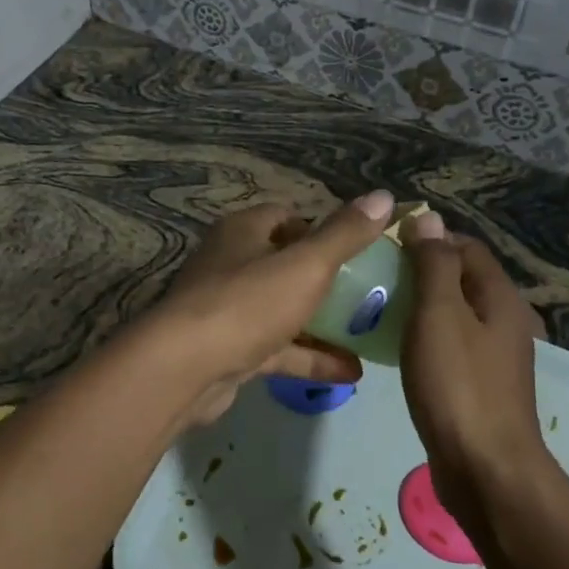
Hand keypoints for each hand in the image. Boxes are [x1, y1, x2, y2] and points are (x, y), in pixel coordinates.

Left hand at [155, 192, 393, 427]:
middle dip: (325, 278)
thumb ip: (345, 234)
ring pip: (282, 310)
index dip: (320, 229)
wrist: (185, 369)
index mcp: (242, 233)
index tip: (357, 248)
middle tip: (370, 292)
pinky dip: (310, 357)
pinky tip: (351, 372)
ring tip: (369, 332)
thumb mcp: (305, 264)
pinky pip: (278, 349)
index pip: (284, 217)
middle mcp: (230, 265)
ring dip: (322, 323)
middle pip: (284, 264)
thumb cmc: (247, 303)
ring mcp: (228, 310)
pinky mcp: (229, 351)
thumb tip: (384, 196)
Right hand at [398, 213, 553, 525]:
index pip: (464, 247)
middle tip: (373, 277)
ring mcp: (493, 357)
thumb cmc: (458, 385)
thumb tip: (428, 217)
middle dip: (419, 272)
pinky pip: (449, 345)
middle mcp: (503, 321)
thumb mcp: (439, 315)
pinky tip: (396, 349)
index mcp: (499, 298)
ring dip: (419, 306)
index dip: (427, 238)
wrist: (485, 470)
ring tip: (376, 309)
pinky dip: (423, 337)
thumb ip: (433, 264)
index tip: (384, 246)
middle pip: (460, 279)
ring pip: (453, 314)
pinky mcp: (478, 386)